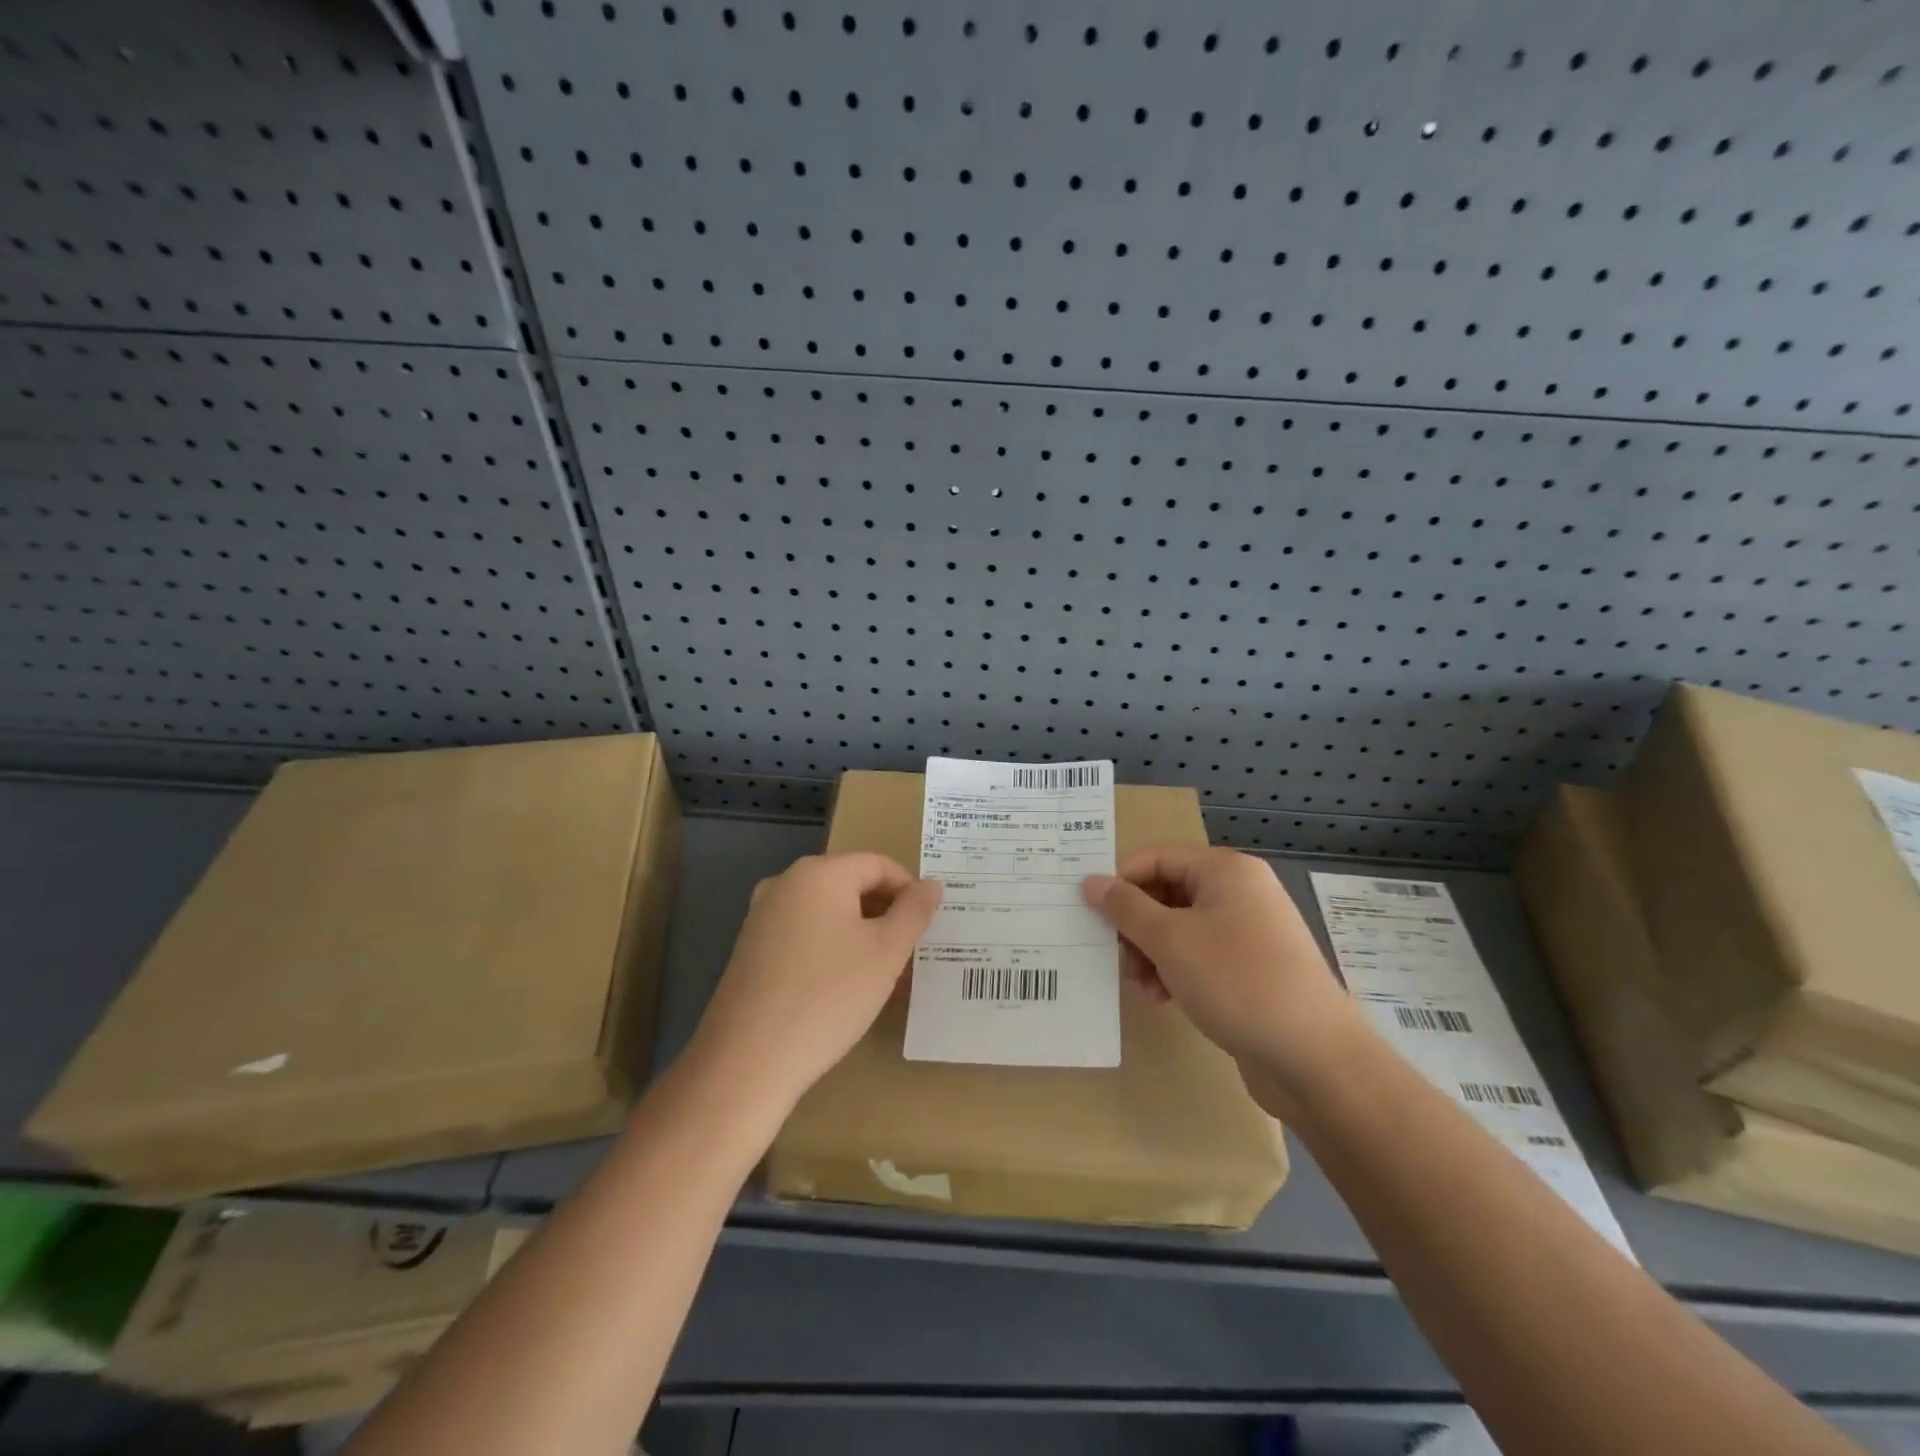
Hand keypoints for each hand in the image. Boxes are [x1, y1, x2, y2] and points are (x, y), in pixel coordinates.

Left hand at [685, 853, 941, 1118]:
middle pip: (852, 886)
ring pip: (829, 914)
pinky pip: (804, 935)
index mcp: (819, 873)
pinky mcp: (751, 949)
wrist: (746, 1062)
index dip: (910, 892)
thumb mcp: (886, 953)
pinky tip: (846, 990)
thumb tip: (931, 884)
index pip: (879, 865)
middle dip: (887, 916)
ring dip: (862, 937)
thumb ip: (914, 911)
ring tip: (886, 979)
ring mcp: (762, 916)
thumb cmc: (828, 997)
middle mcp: (785, 883)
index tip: (927, 929)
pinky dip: (832, 951)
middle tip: (911, 956)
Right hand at [1084, 845, 1363, 1115]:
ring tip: (1141, 987)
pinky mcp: (1254, 967)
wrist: (1315, 1058)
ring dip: (1151, 953)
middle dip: (1136, 926)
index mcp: (1225, 870)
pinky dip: (1176, 970)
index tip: (1093, 917)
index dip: (1121, 883)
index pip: (1156, 858)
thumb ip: (1125, 908)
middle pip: (1167, 892)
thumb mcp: (1169, 941)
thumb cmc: (1237, 982)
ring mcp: (1250, 930)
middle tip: (1117, 960)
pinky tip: (1164, 999)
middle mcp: (1240, 891)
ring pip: (1181, 927)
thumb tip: (1091, 881)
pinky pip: (1201, 954)